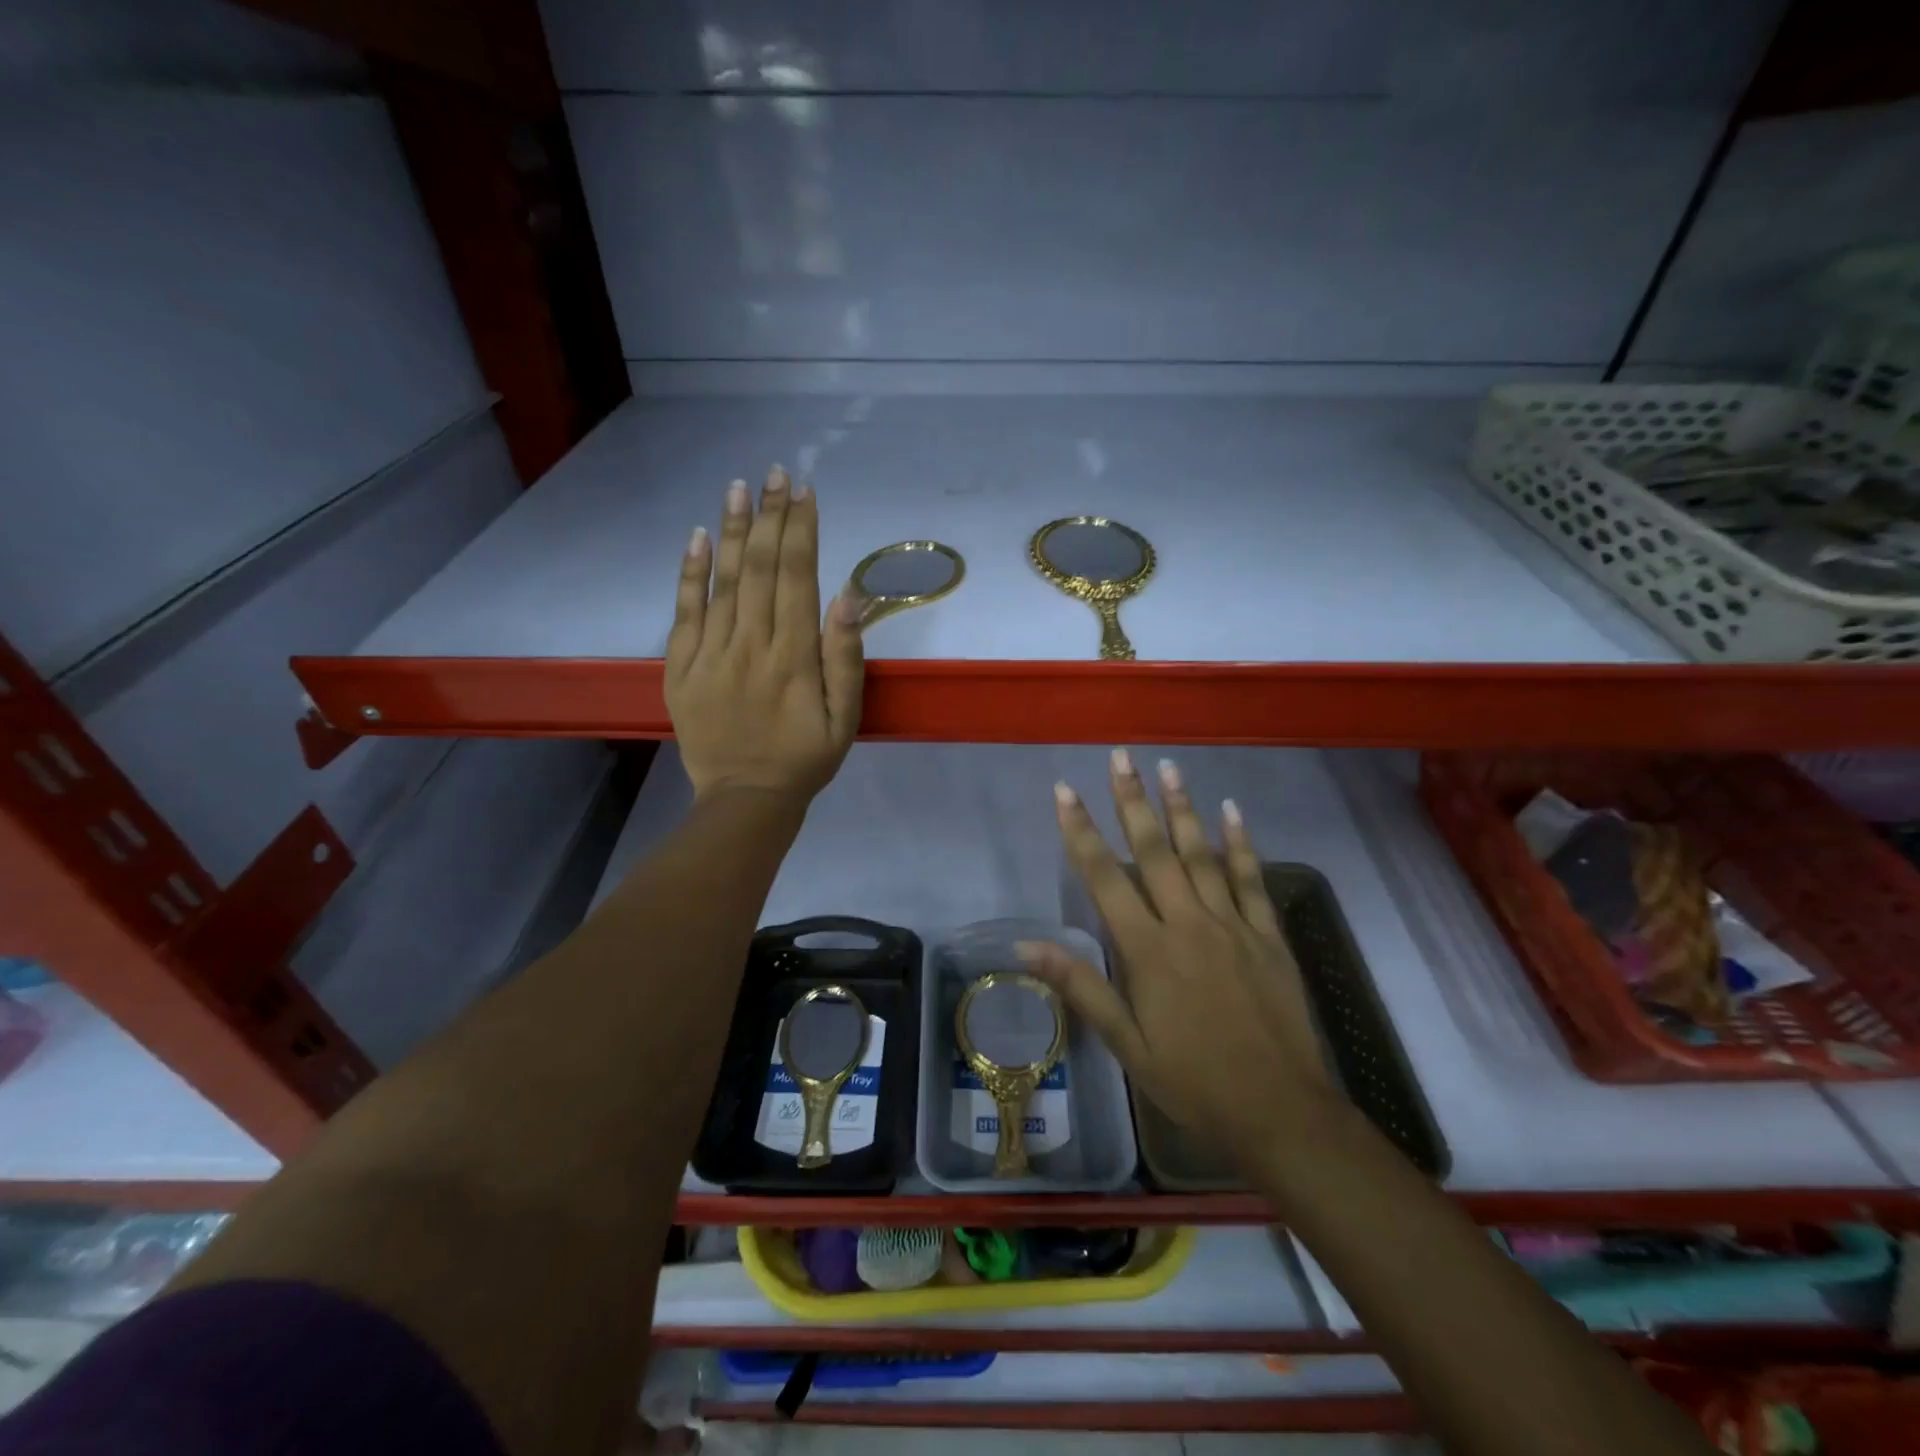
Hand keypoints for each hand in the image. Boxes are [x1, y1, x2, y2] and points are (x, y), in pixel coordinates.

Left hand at [666, 466, 863, 801]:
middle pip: (759, 568)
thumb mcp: (845, 719)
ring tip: (738, 486)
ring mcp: (710, 656)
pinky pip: (683, 612)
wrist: (745, 800)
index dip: (801, 531)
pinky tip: (696, 537)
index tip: (805, 491)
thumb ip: (846, 658)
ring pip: (721, 581)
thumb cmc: (805, 759)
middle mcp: (750, 646)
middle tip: (775, 472)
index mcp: (794, 657)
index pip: (797, 578)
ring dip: (731, 530)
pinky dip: (689, 573)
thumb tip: (849, 596)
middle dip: (770, 516)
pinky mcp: (680, 669)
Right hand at [1019, 750, 1334, 1164]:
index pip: (1103, 878)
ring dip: (1182, 808)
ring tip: (1169, 766)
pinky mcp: (1268, 935)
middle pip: (1153, 850)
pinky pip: (1251, 879)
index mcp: (1147, 950)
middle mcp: (1186, 924)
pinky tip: (1231, 810)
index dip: (1080, 831)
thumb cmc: (1193, 1082)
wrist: (1281, 1113)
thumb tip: (1022, 948)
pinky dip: (1241, 843)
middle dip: (1132, 799)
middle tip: (1122, 756)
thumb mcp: (1126, 1044)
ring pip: (1201, 854)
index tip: (1064, 791)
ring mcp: (1232, 925)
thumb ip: (1079, 986)